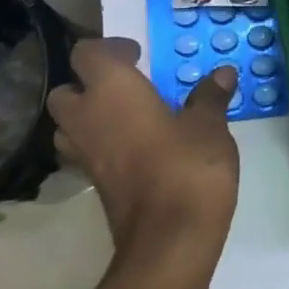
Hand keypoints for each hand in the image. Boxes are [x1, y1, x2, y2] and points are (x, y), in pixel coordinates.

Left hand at [46, 38, 239, 274]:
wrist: (169, 240)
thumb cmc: (189, 168)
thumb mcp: (209, 126)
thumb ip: (210, 96)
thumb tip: (223, 74)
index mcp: (112, 90)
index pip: (86, 53)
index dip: (109, 49)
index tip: (139, 56)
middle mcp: (87, 118)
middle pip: (66, 90)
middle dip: (90, 84)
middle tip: (129, 87)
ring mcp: (85, 155)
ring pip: (67, 125)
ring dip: (89, 116)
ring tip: (127, 117)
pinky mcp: (93, 184)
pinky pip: (84, 153)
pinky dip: (100, 145)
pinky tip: (134, 149)